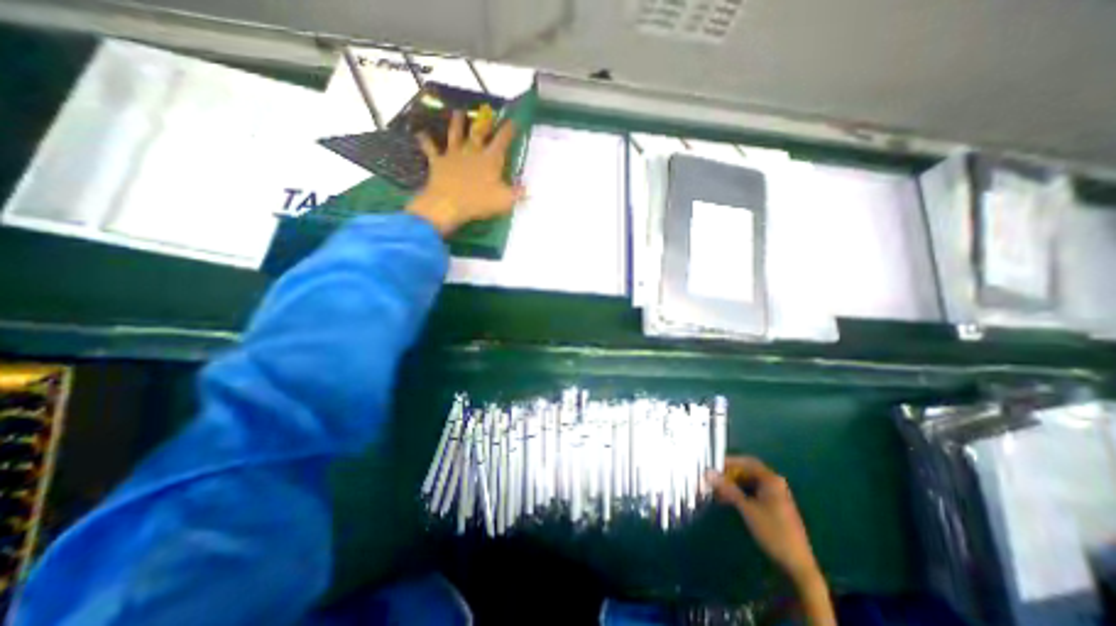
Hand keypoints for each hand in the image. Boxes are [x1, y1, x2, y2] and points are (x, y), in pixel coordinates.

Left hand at [409, 107, 525, 233]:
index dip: (509, 130)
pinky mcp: (438, 162)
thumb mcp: (504, 200)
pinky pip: (430, 149)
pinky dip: (425, 141)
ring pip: (455, 134)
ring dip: (456, 123)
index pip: (502, 141)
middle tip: (485, 112)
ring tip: (457, 111)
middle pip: (478, 133)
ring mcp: (454, 155)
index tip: (513, 121)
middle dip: (484, 122)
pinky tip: (420, 134)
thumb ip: (516, 193)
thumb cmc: (479, 201)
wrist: (447, 204)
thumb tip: (528, 190)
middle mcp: (472, 152)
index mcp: (490, 159)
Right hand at [706, 458, 816, 583]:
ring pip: (748, 483)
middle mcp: (774, 483)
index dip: (728, 462)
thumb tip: (707, 473)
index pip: (746, 462)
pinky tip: (727, 500)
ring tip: (716, 491)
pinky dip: (740, 494)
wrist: (797, 565)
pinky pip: (753, 493)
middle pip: (747, 471)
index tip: (711, 466)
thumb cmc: (773, 532)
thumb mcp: (747, 509)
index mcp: (771, 479)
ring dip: (732, 485)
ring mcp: (775, 495)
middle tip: (712, 479)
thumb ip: (727, 489)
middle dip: (729, 475)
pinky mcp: (774, 506)